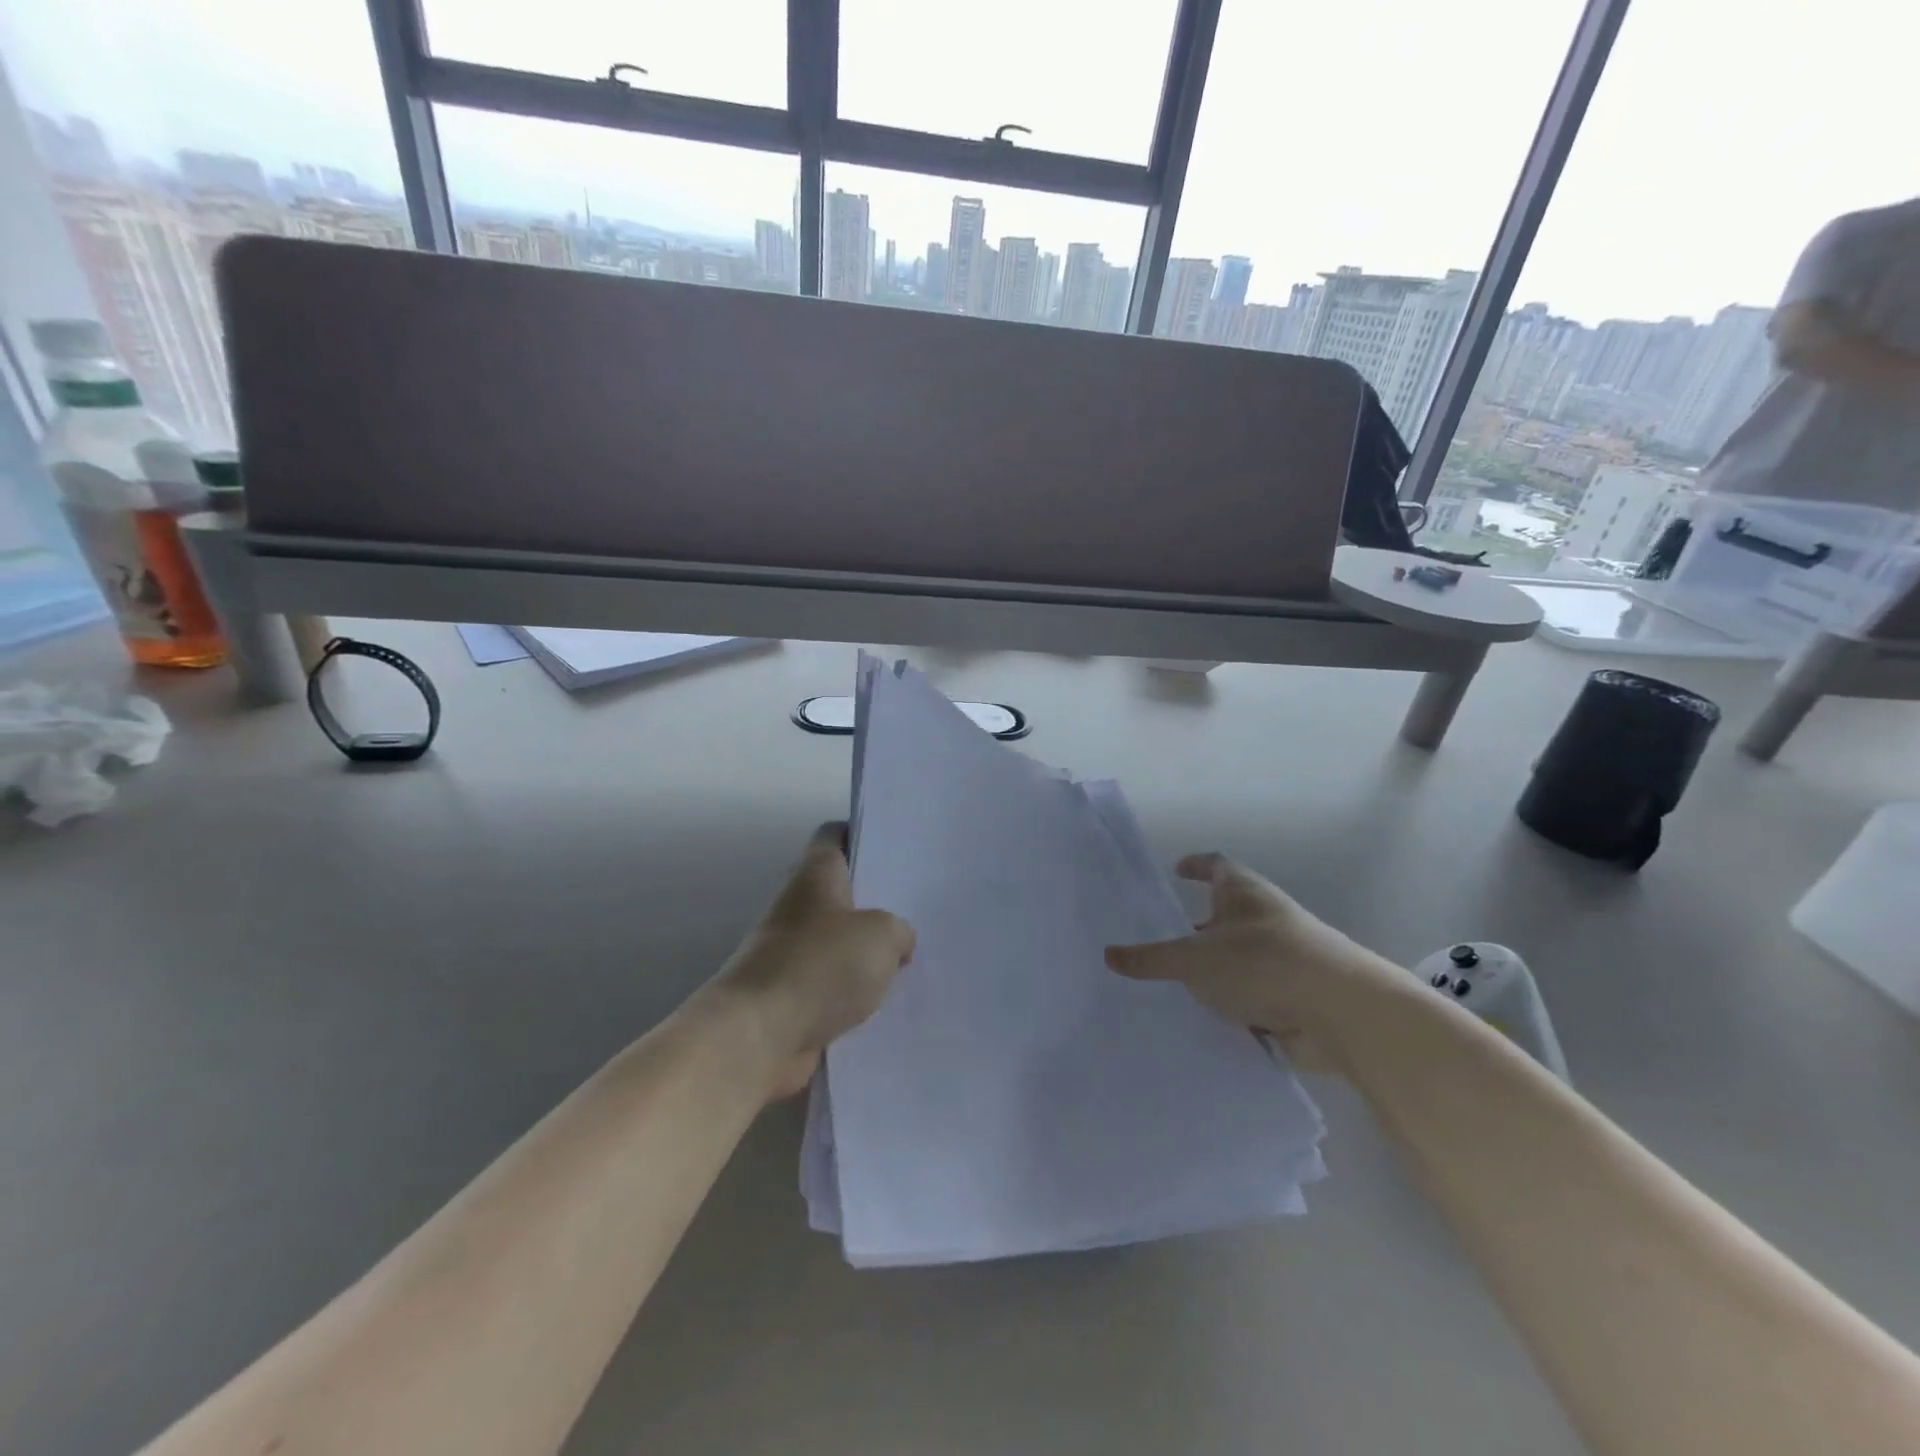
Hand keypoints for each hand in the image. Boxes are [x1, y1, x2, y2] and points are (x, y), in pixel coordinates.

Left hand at [714, 823, 914, 1099]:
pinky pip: (833, 987)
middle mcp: (799, 907)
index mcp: (816, 875)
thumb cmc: (820, 965)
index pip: (835, 836)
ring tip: (915, 958)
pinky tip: (891, 1003)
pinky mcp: (791, 998)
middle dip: (878, 900)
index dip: (863, 834)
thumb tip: (896, 943)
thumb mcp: (881, 934)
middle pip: (842, 892)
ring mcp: (791, 953)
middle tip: (921, 907)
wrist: (758, 1037)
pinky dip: (855, 995)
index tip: (897, 846)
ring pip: (840, 943)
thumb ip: (898, 930)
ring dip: (869, 953)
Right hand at [1105, 853, 1406, 1074]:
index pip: (1216, 865)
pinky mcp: (1294, 995)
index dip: (1197, 865)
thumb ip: (1151, 959)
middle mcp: (1265, 918)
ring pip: (1239, 957)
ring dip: (1215, 968)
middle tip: (1162, 937)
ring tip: (1176, 984)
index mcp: (1243, 893)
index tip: (1177, 870)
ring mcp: (1283, 957)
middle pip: (1227, 913)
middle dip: (1198, 926)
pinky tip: (1206, 1019)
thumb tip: (1108, 955)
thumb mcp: (1194, 960)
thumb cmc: (1261, 963)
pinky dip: (1232, 1002)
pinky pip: (1253, 993)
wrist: (1341, 1013)